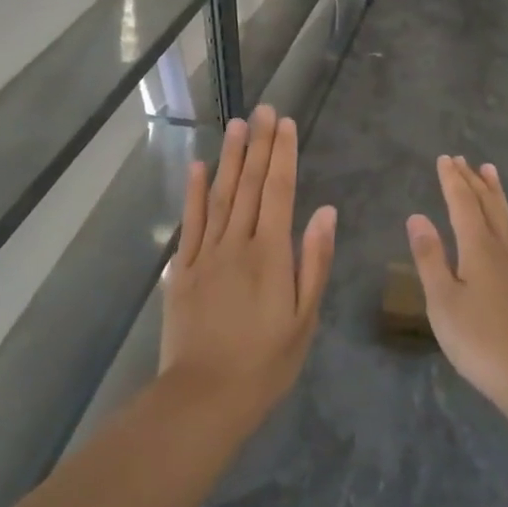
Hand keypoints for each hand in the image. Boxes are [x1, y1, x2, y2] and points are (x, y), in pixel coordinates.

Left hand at [160, 107, 335, 416]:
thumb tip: (325, 212)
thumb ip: (314, 261)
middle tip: (261, 110)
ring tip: (235, 125)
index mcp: (270, 254)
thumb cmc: (265, 363)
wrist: (205, 397)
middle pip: (249, 185)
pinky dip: (193, 193)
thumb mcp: (304, 318)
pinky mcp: (182, 270)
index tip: (285, 123)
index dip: (283, 155)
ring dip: (229, 158)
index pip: (279, 192)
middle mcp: (237, 244)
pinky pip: (189, 223)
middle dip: (258, 145)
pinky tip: (198, 168)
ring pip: (219, 196)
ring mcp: (205, 254)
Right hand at [406, 156, 507, 407]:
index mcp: (477, 249)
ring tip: (491, 174)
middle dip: (473, 182)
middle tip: (463, 160)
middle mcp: (502, 250)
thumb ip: (430, 257)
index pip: (462, 204)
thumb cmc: (479, 340)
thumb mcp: (442, 300)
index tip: (445, 158)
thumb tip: (417, 216)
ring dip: (497, 196)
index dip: (452, 181)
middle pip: (487, 207)